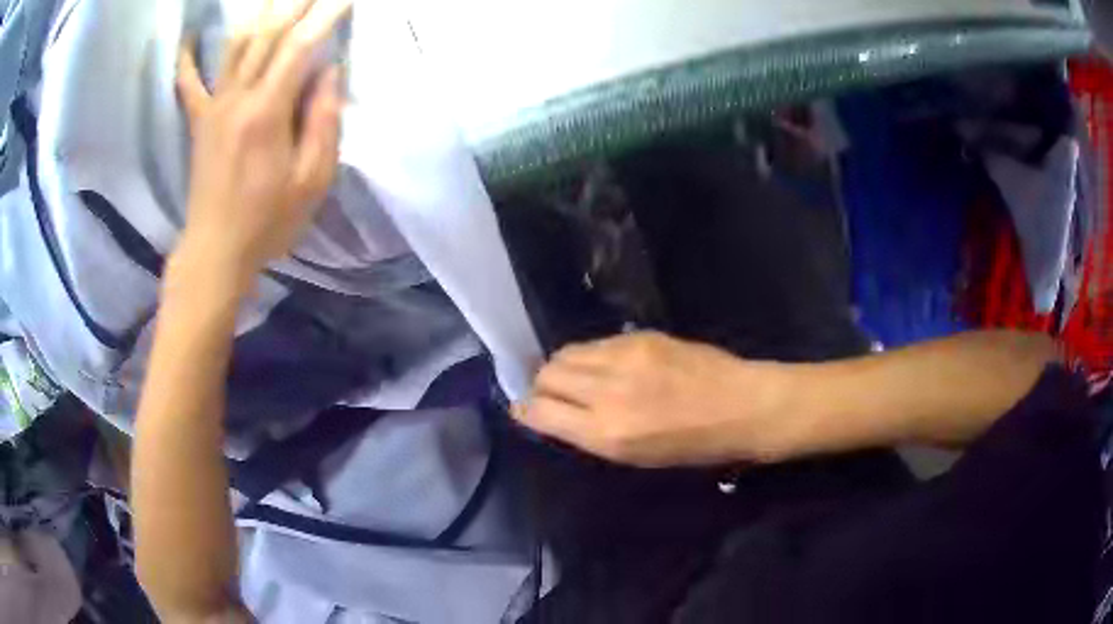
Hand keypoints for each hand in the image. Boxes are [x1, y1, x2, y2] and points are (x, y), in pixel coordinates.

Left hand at [174, 0, 351, 287]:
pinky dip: (186, 58)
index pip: (299, 47)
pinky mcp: (198, 122)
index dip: (324, 17)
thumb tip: (328, 72)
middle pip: (267, 36)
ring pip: (235, 46)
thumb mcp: (312, 180)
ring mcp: (213, 107)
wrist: (215, 251)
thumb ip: (323, 121)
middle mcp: (237, 99)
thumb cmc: (268, 221)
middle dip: (294, 4)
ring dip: (257, 13)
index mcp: (267, 113)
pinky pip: (188, 83)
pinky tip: (187, 37)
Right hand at [514, 332, 793, 467]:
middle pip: (547, 375)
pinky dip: (590, 354)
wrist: (742, 406)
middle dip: (541, 385)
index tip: (524, 409)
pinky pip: (596, 342)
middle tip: (553, 392)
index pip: (541, 412)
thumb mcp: (637, 457)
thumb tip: (555, 415)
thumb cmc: (695, 446)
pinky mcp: (641, 336)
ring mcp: (624, 358)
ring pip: (566, 352)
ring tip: (577, 376)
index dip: (526, 410)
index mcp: (607, 434)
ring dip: (562, 366)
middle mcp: (607, 393)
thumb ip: (591, 433)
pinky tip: (606, 363)